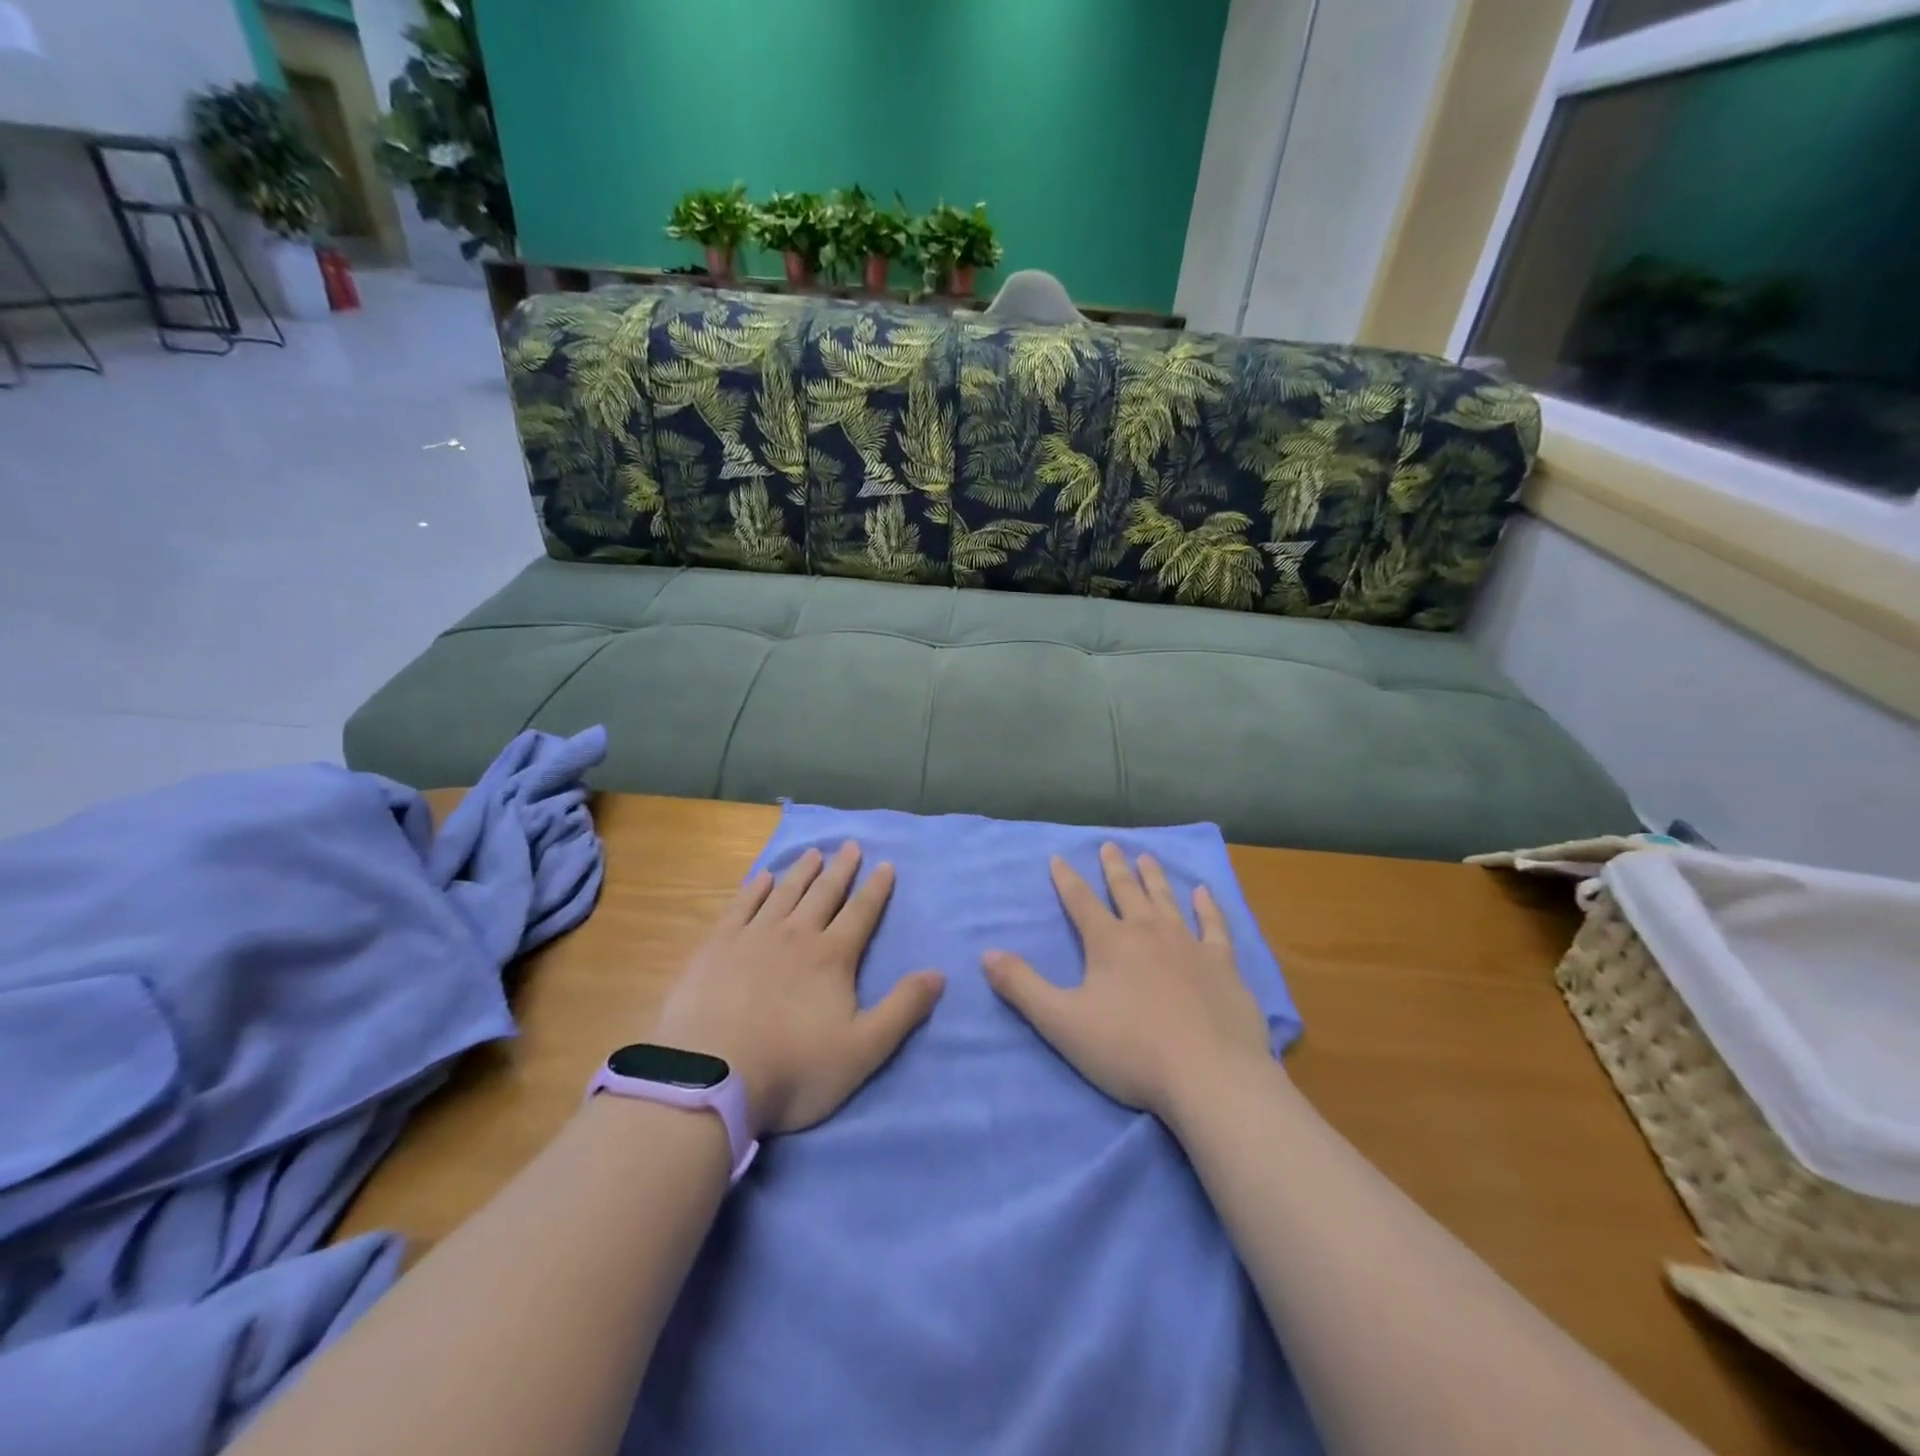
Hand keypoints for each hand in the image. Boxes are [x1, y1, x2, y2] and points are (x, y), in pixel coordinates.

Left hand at [650, 842, 943, 1136]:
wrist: (710, 1080)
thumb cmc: (793, 1069)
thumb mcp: (863, 1049)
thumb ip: (902, 1009)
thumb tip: (939, 973)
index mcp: (832, 957)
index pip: (861, 913)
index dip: (876, 888)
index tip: (885, 864)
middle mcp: (796, 935)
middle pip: (824, 894)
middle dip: (841, 869)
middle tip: (850, 845)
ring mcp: (753, 937)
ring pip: (784, 893)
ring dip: (802, 871)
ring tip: (814, 852)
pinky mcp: (716, 947)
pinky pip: (741, 906)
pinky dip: (755, 888)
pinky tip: (762, 877)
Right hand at [983, 843, 1271, 1118]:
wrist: (1210, 1077)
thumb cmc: (1130, 1051)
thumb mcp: (1062, 1022)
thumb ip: (1023, 987)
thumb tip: (986, 954)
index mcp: (1109, 943)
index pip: (1081, 902)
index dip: (1066, 880)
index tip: (1058, 857)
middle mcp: (1148, 933)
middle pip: (1126, 892)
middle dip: (1114, 869)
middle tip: (1109, 845)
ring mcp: (1189, 945)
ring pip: (1167, 901)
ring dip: (1154, 878)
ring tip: (1147, 856)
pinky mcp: (1222, 966)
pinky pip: (1213, 926)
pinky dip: (1207, 907)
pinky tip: (1204, 893)